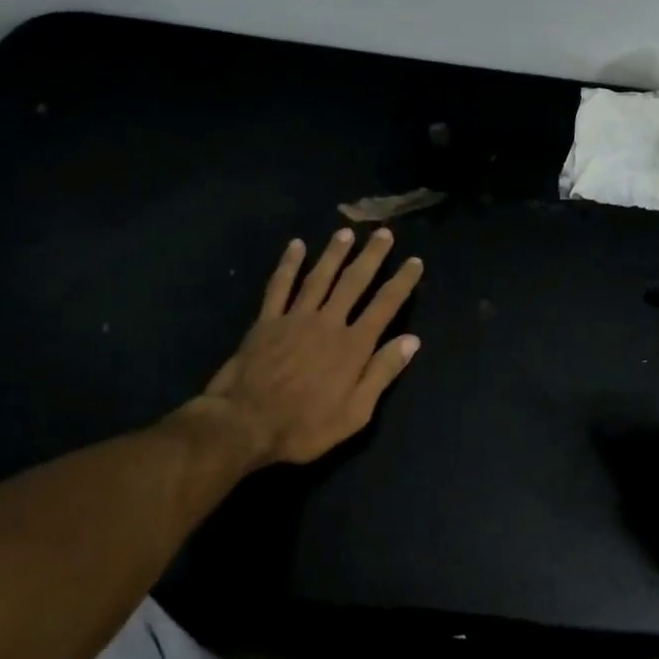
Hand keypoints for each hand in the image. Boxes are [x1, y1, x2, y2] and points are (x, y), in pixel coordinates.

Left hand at [176, 227, 423, 465]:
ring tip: (346, 232)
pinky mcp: (267, 321)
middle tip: (384, 232)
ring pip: (319, 277)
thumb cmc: (304, 426)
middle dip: (371, 256)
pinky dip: (288, 264)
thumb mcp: (355, 413)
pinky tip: (295, 246)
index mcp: (353, 346)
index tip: (415, 261)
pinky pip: (279, 286)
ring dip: (334, 253)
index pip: (385, 305)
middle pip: (354, 282)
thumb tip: (412, 340)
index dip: (402, 282)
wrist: (243, 425)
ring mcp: (295, 318)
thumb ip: (382, 373)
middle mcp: (328, 322)